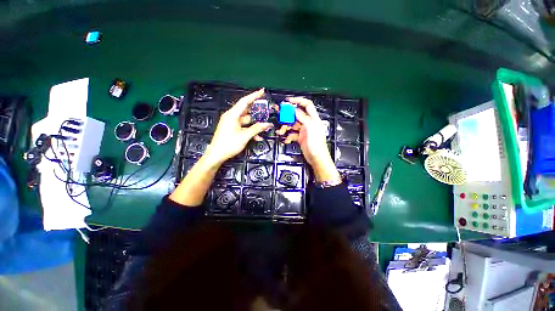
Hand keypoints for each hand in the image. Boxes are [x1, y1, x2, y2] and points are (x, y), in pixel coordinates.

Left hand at [205, 89, 271, 164]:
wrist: (216, 155)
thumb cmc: (229, 144)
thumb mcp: (245, 136)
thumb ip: (257, 129)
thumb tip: (268, 124)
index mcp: (232, 115)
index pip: (244, 102)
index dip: (254, 96)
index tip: (262, 91)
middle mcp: (231, 117)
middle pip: (246, 110)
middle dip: (257, 111)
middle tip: (267, 110)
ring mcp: (231, 123)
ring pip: (246, 120)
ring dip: (255, 124)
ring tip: (265, 127)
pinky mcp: (232, 129)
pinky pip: (243, 127)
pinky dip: (250, 130)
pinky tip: (257, 137)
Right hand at [281, 97, 340, 181]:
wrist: (317, 159)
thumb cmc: (317, 145)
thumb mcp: (311, 129)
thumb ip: (304, 118)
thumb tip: (296, 110)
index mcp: (313, 119)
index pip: (307, 105)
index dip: (298, 100)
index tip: (288, 100)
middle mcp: (308, 123)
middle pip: (296, 115)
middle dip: (287, 115)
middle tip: (279, 115)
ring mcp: (303, 131)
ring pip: (292, 124)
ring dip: (285, 127)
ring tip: (281, 131)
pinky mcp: (300, 137)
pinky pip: (292, 134)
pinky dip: (288, 136)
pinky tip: (286, 139)